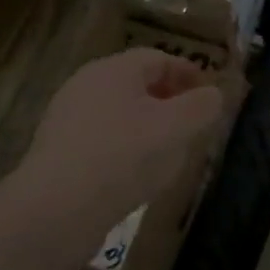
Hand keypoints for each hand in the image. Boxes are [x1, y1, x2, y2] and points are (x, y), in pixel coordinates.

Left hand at [21, 48, 224, 244]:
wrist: (54, 211)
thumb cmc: (123, 157)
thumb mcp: (176, 129)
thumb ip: (202, 107)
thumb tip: (214, 95)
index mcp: (114, 70)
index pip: (159, 58)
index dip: (189, 73)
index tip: (210, 95)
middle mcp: (86, 86)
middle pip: (137, 84)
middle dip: (169, 100)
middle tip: (193, 123)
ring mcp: (67, 120)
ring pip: (119, 114)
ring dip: (148, 127)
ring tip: (170, 153)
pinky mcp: (57, 153)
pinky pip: (102, 141)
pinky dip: (126, 149)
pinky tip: (137, 176)